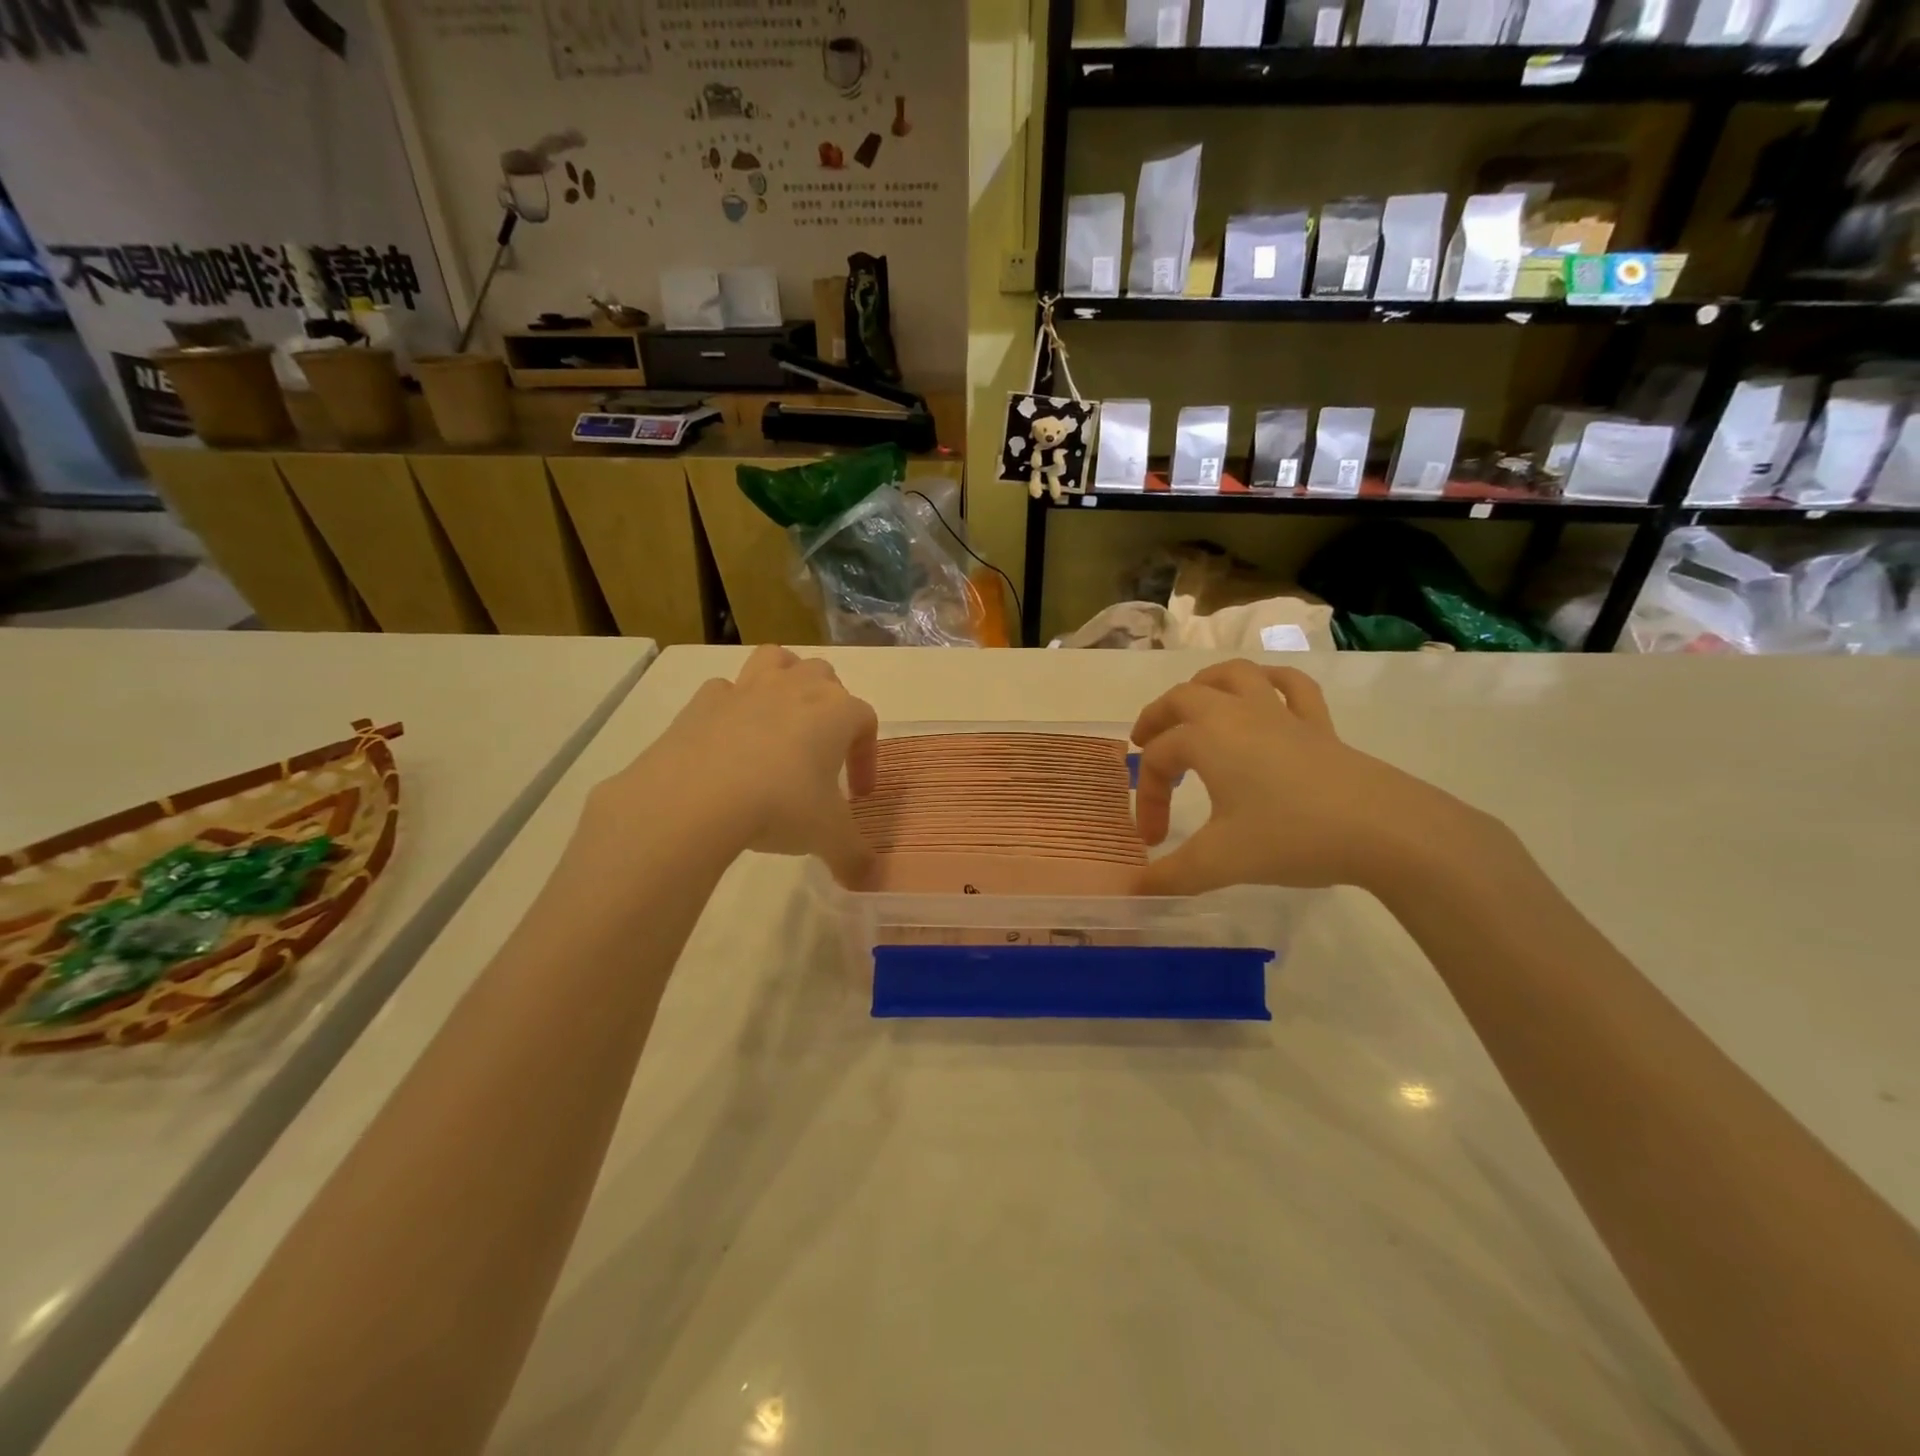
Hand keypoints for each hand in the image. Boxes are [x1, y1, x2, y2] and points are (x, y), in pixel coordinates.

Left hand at [595, 646, 878, 884]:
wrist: (697, 798)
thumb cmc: (781, 806)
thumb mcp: (828, 837)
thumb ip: (854, 857)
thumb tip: (870, 881)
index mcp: (836, 712)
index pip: (866, 721)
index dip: (867, 756)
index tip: (859, 795)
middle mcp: (796, 688)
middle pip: (825, 676)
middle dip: (830, 706)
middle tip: (822, 750)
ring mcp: (747, 689)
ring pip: (777, 660)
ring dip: (785, 679)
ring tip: (782, 718)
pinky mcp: (704, 701)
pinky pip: (726, 690)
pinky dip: (733, 707)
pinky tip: (730, 739)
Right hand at [1132, 660, 1494, 895]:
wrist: (1382, 829)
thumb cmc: (1289, 836)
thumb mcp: (1219, 862)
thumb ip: (1171, 876)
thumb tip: (1133, 892)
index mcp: (1206, 738)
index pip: (1158, 760)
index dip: (1147, 798)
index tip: (1152, 841)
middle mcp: (1236, 714)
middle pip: (1183, 699)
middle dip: (1157, 719)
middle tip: (1144, 743)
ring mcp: (1281, 714)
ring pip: (1234, 676)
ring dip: (1205, 685)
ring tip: (1193, 706)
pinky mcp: (1318, 725)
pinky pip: (1292, 687)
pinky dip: (1271, 683)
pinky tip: (1265, 695)